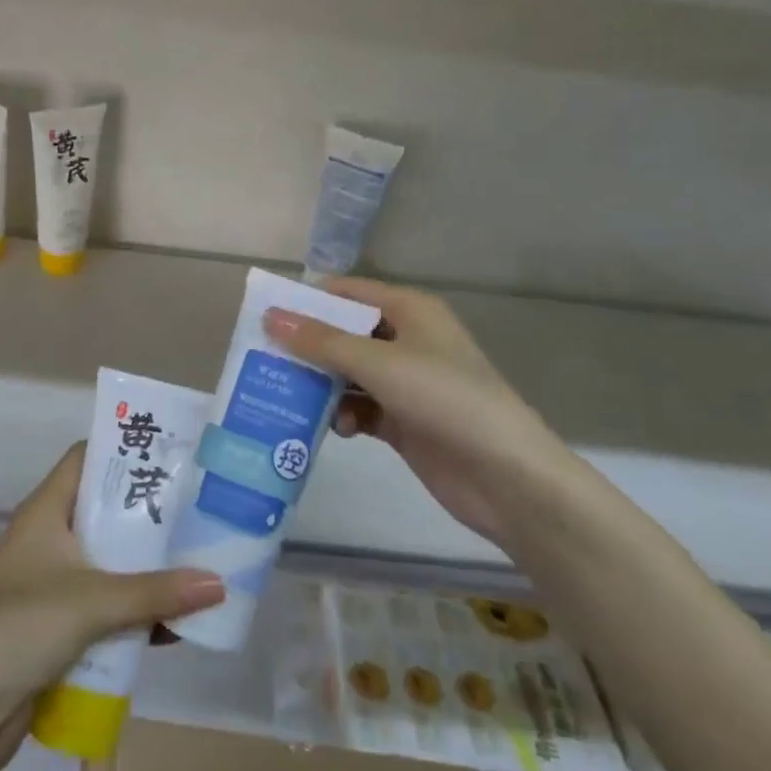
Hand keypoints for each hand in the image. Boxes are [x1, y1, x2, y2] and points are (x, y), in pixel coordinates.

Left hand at [0, 443, 224, 770]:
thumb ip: (156, 593)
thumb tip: (220, 584)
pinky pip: (106, 605)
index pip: (86, 458)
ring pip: (109, 561)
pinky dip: (134, 611)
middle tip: (199, 509)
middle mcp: (50, 538)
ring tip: (199, 561)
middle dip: (149, 514)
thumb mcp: (93, 602)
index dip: (124, 451)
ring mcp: (53, 582)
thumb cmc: (21, 628)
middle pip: (105, 511)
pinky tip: (174, 624)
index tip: (173, 453)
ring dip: (147, 567)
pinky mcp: (59, 624)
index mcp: (46, 510)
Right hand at [264, 278, 564, 543]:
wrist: (506, 477)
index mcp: (410, 311)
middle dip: (309, 348)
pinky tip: (338, 430)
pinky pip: (362, 408)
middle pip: (345, 334)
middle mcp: (407, 340)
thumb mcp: (379, 363)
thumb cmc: (445, 399)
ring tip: (291, 398)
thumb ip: (322, 341)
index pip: (348, 293)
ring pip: (349, 374)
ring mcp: (407, 383)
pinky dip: (346, 415)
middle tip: (264, 360)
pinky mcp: (405, 421)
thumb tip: (271, 316)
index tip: (265, 315)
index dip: (308, 301)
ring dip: (323, 386)